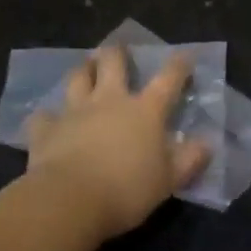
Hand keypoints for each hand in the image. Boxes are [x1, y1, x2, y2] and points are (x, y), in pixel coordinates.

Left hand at [25, 46, 211, 236]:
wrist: (68, 202)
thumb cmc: (126, 190)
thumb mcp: (169, 181)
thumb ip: (189, 160)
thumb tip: (207, 144)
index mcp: (145, 110)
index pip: (168, 79)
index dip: (178, 65)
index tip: (184, 55)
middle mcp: (110, 101)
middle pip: (113, 63)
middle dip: (117, 52)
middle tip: (117, 48)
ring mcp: (75, 112)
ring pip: (77, 79)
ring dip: (82, 71)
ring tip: (84, 68)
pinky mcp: (46, 130)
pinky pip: (43, 117)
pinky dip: (46, 116)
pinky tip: (47, 119)